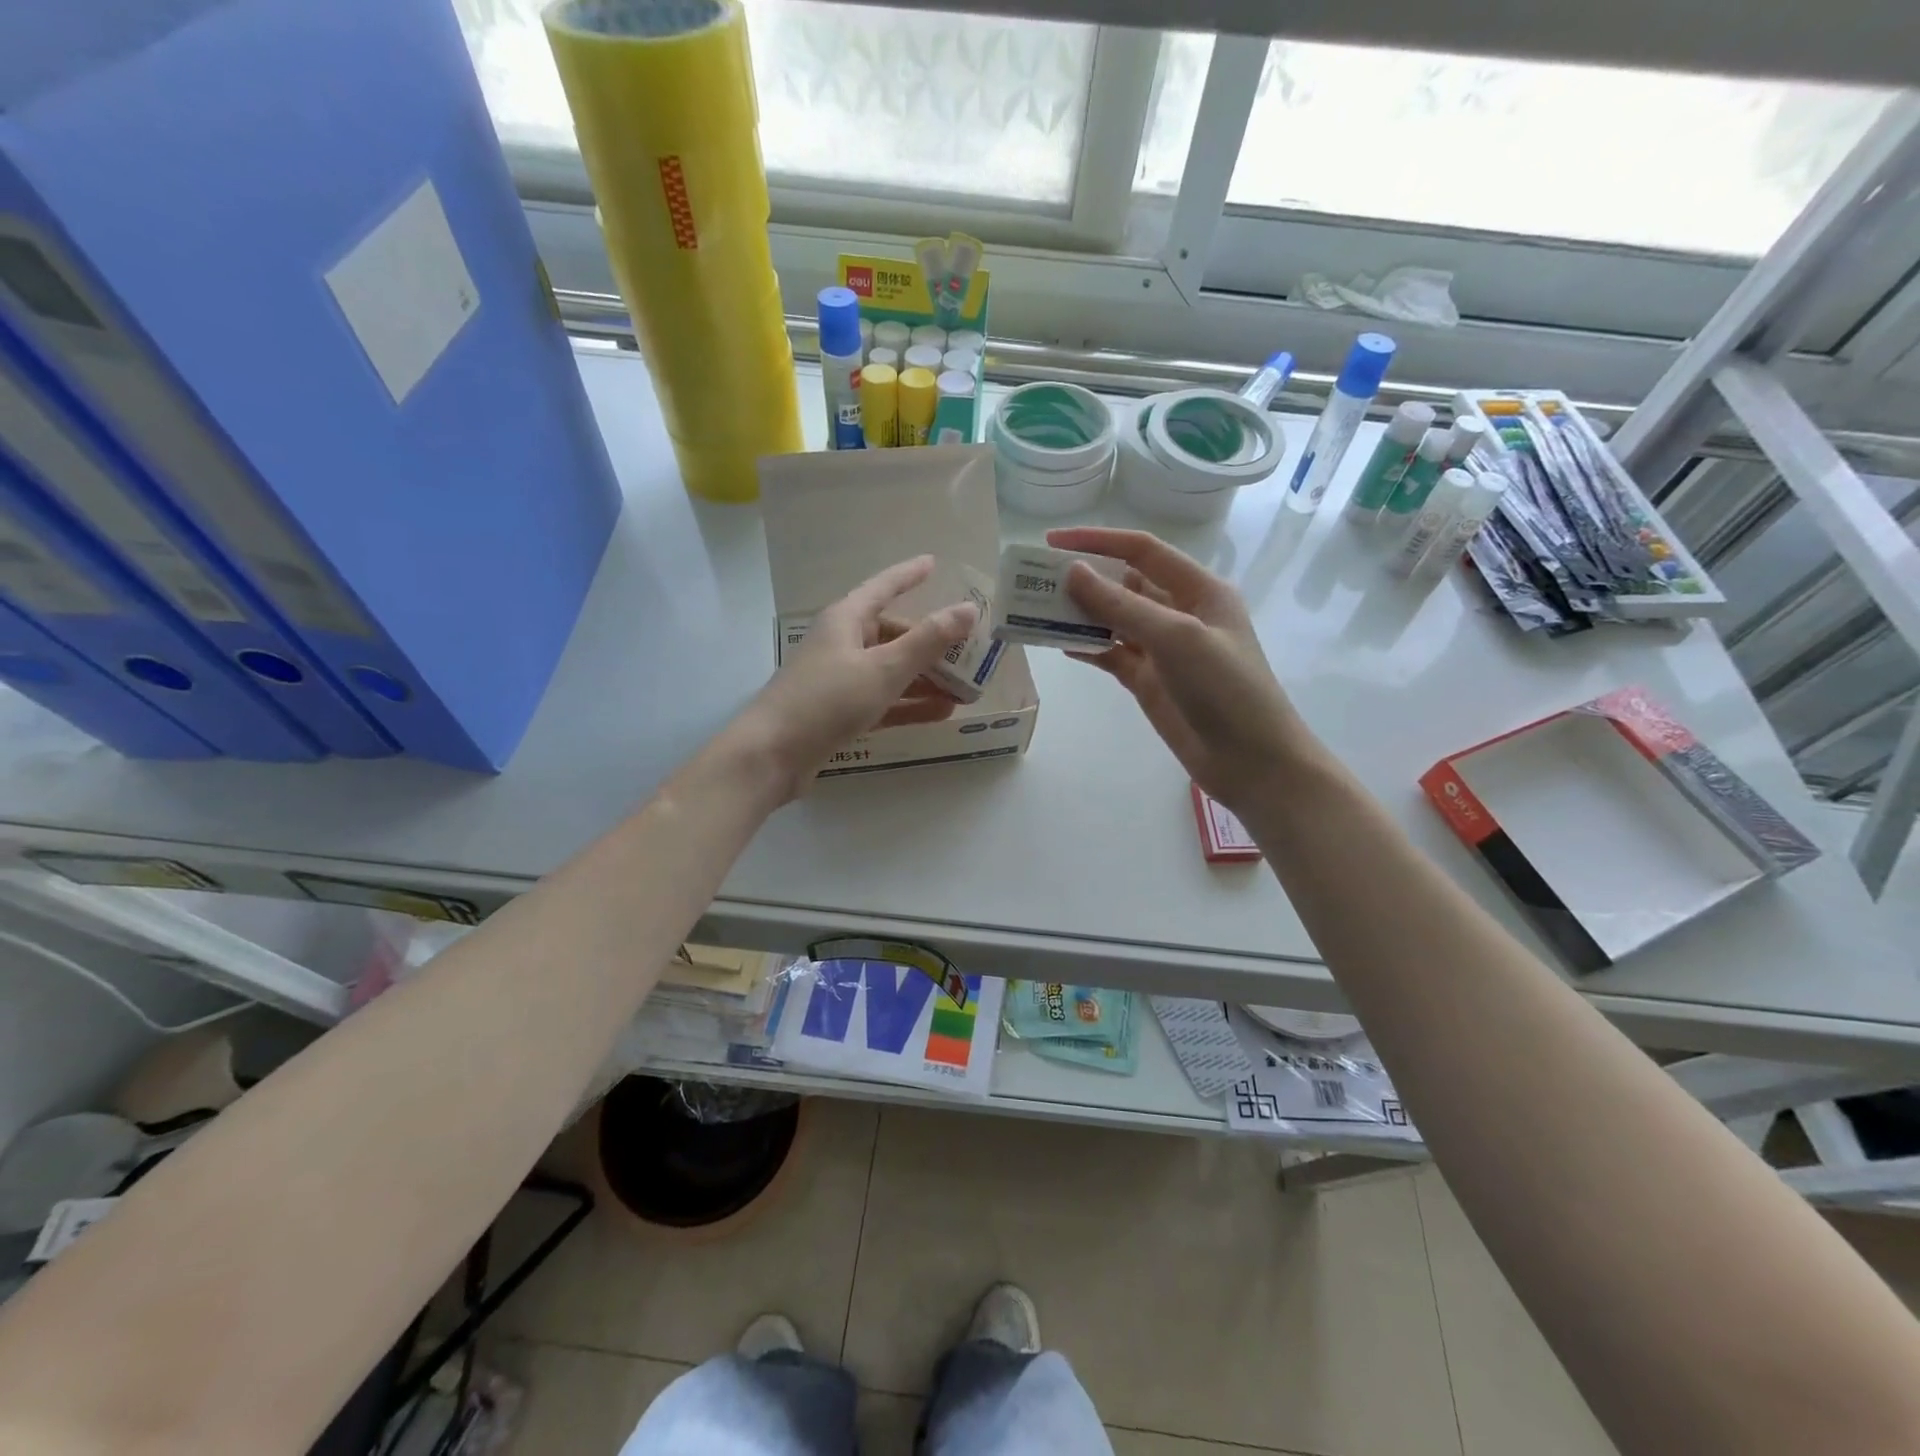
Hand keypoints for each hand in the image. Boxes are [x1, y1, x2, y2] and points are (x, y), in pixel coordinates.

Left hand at [733, 555, 978, 799]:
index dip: (909, 574)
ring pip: (892, 671)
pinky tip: (941, 712)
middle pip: (894, 634)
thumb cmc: (827, 700)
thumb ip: (928, 641)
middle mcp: (843, 643)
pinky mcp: (840, 712)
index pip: (884, 587)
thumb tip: (968, 609)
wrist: (772, 755)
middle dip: (932, 645)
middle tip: (971, 654)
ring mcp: (840, 679)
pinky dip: (910, 704)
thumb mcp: (884, 669)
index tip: (934, 563)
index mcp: (847, 620)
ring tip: (966, 690)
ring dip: (926, 679)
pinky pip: (884, 700)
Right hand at [1046, 527, 1315, 809]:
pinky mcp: (1149, 680)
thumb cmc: (1224, 688)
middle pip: (1125, 584)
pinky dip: (1087, 648)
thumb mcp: (1176, 637)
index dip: (1099, 541)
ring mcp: (1163, 649)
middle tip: (1036, 580)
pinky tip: (1059, 645)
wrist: (1250, 760)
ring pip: (1114, 620)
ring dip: (1080, 614)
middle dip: (1084, 579)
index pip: (1143, 550)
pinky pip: (1111, 655)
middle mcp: (1180, 612)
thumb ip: (1122, 604)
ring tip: (1037, 610)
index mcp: (1199, 589)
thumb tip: (1074, 572)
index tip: (1052, 541)